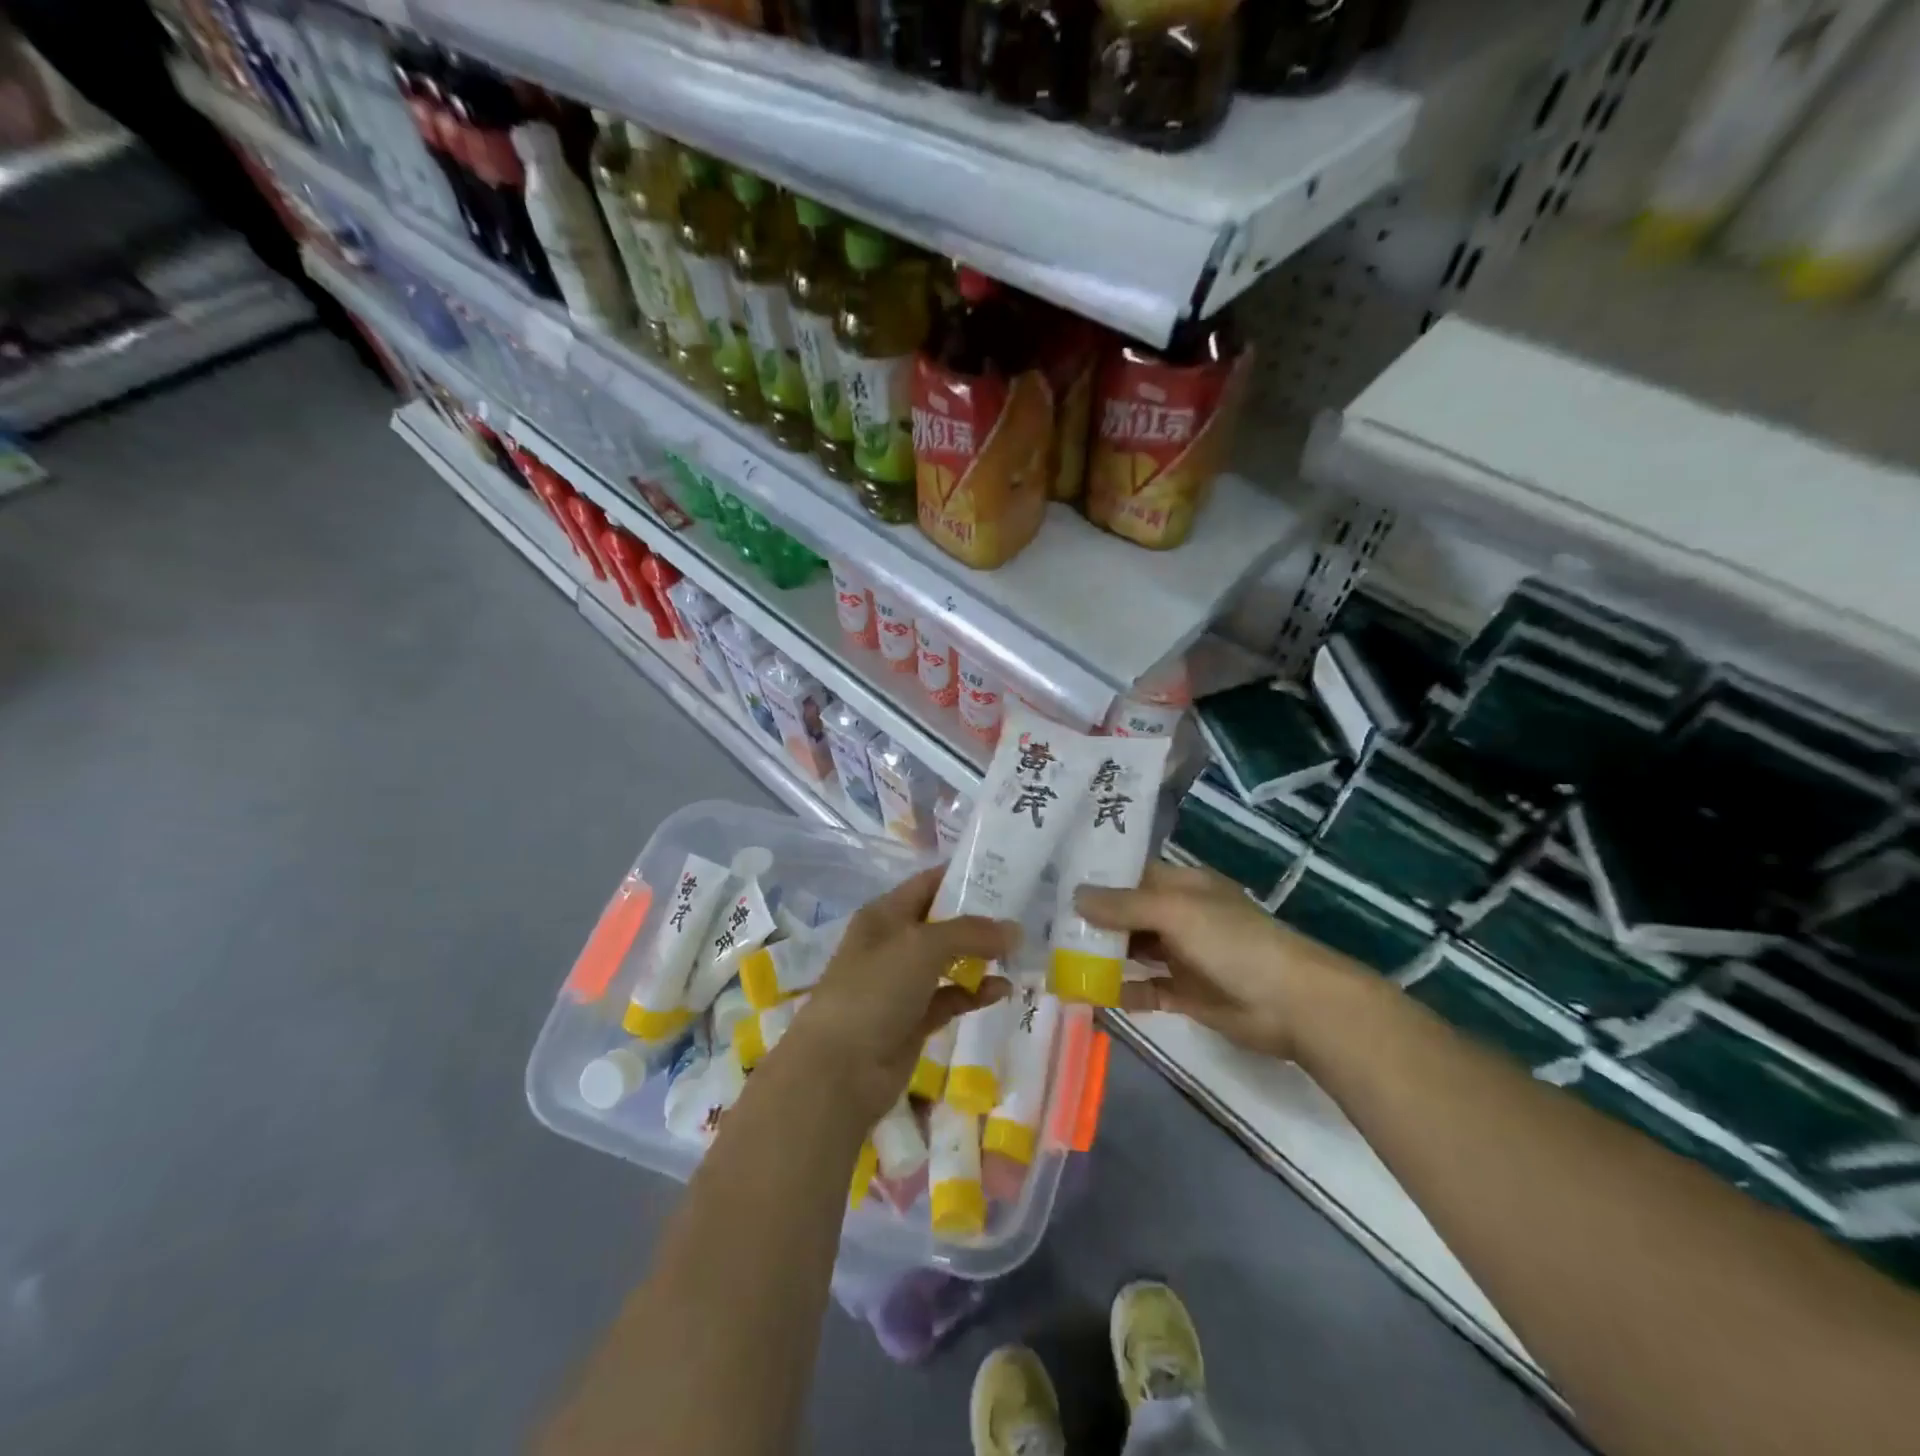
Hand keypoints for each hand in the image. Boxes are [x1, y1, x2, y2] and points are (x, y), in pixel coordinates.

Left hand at [785, 865, 1015, 1123]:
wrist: (839, 1069)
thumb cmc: (875, 990)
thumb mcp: (922, 947)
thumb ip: (971, 933)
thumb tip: (1015, 930)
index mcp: (884, 915)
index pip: (927, 884)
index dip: (962, 877)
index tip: (1005, 874)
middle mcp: (892, 944)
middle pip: (941, 923)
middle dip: (978, 920)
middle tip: (1022, 915)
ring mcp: (902, 984)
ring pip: (948, 962)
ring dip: (980, 958)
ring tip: (1017, 955)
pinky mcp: (913, 1020)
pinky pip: (951, 997)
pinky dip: (974, 993)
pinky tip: (1002, 991)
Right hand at [1075, 862, 1359, 1059]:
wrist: (1291, 1004)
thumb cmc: (1233, 942)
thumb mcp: (1176, 912)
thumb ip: (1125, 905)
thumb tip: (1075, 896)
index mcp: (1182, 887)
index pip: (1132, 875)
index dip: (1097, 878)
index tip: (1054, 882)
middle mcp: (1180, 916)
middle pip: (1128, 914)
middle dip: (1092, 920)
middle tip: (1045, 925)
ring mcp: (1183, 955)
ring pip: (1133, 951)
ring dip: (1102, 956)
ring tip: (1057, 960)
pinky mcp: (1186, 993)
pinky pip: (1145, 989)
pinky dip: (1121, 991)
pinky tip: (1090, 996)